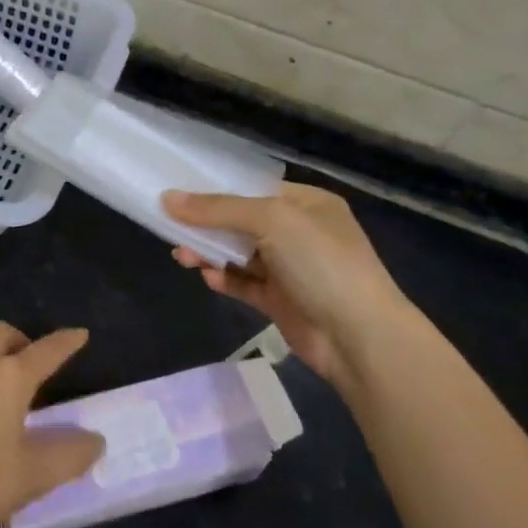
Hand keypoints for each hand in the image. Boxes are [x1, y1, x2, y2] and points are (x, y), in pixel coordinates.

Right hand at [164, 182, 412, 393]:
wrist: (360, 339)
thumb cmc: (321, 263)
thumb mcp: (271, 221)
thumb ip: (218, 209)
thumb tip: (168, 199)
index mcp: (307, 203)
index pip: (254, 188)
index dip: (217, 189)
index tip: (179, 190)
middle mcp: (300, 233)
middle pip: (242, 221)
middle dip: (207, 224)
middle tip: (171, 227)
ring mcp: (291, 269)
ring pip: (240, 254)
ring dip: (211, 253)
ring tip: (181, 256)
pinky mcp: (281, 302)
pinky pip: (245, 284)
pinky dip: (224, 279)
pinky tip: (206, 278)